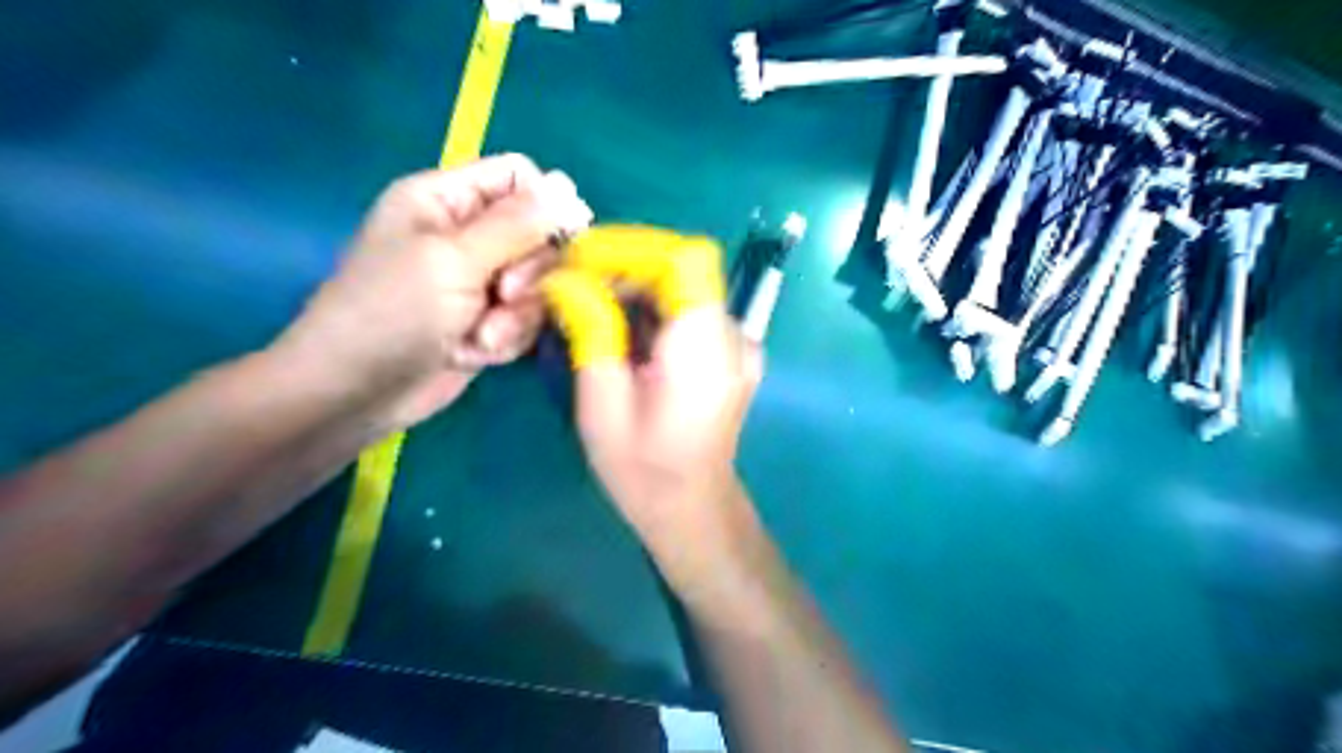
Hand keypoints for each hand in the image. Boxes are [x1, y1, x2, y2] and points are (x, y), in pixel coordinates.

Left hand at [278, 157, 592, 429]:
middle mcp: (467, 235)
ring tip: (482, 337)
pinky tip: (474, 353)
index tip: (556, 238)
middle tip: (504, 294)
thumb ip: (515, 225)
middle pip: (538, 235)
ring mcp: (480, 282)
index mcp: (446, 200)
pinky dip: (508, 339)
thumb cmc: (392, 313)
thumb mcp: (453, 259)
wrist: (358, 393)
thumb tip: (567, 189)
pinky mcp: (489, 321)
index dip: (544, 204)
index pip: (517, 177)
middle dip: (530, 272)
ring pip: (538, 283)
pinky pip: (526, 319)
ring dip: (518, 315)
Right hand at [538, 225, 758, 590]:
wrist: (692, 508)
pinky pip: (690, 309)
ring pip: (685, 285)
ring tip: (586, 302)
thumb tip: (566, 277)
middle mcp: (734, 336)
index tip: (583, 258)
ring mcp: (738, 344)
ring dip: (634, 283)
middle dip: (625, 264)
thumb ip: (591, 331)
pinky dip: (652, 306)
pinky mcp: (731, 352)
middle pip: (683, 267)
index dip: (634, 246)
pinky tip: (619, 327)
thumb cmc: (644, 471)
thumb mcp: (603, 404)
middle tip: (572, 281)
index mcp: (706, 349)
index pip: (686, 259)